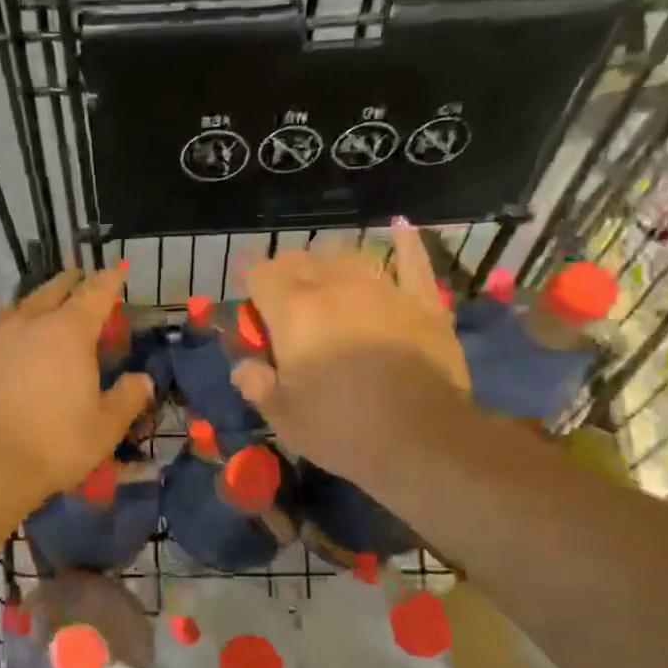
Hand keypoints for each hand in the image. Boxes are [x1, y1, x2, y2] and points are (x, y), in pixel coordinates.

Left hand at [0, 265, 154, 504]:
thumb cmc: (53, 445)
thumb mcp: (105, 428)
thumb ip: (127, 398)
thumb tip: (143, 380)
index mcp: (68, 332)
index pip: (95, 293)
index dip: (109, 280)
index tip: (117, 270)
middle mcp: (27, 324)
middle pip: (51, 291)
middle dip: (69, 282)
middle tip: (78, 279)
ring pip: (17, 309)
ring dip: (34, 304)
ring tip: (41, 308)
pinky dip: (8, 333)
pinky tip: (8, 348)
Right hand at [230, 219, 470, 480]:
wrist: (422, 440)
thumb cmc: (341, 430)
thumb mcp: (283, 417)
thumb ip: (256, 385)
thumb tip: (244, 367)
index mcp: (294, 311)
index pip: (261, 275)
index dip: (252, 288)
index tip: (253, 311)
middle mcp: (336, 287)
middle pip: (302, 261)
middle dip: (287, 276)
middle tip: (285, 306)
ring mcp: (384, 289)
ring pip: (349, 257)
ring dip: (330, 264)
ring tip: (326, 280)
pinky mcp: (423, 302)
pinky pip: (413, 260)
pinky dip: (404, 242)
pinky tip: (399, 227)